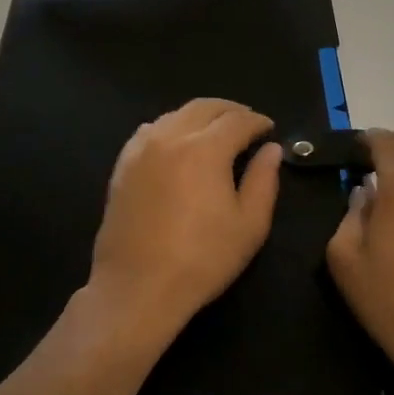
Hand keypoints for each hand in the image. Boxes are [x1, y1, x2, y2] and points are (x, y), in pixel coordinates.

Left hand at [88, 99, 282, 345]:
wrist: (138, 287)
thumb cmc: (202, 259)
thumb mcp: (249, 225)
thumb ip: (264, 180)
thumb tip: (271, 150)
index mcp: (205, 149)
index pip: (237, 120)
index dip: (257, 122)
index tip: (269, 129)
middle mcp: (170, 137)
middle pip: (203, 107)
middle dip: (229, 111)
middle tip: (246, 123)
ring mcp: (140, 150)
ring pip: (174, 115)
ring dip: (199, 117)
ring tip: (214, 132)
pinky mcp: (122, 167)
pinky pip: (149, 131)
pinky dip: (170, 128)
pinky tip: (177, 144)